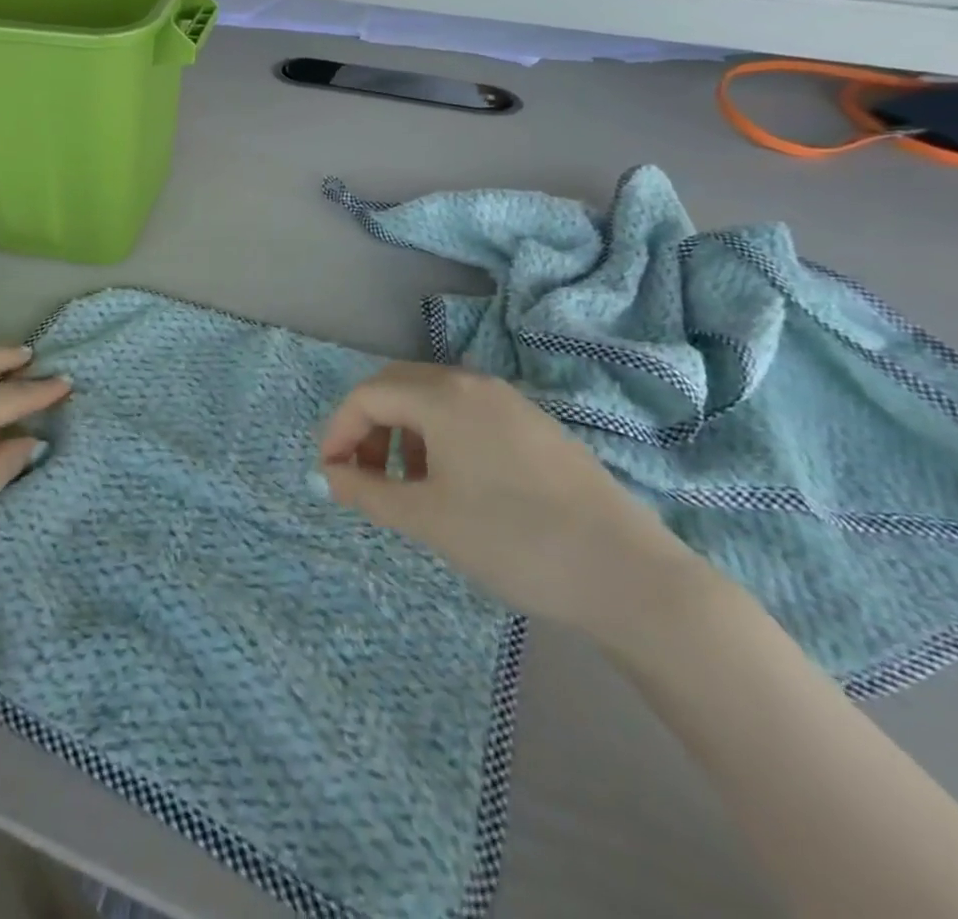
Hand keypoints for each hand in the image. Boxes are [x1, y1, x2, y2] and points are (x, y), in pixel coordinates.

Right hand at [319, 363, 707, 641]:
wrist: (627, 574)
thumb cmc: (512, 539)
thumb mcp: (426, 518)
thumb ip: (368, 491)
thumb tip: (330, 475)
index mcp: (443, 396)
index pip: (368, 396)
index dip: (338, 431)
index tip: (330, 475)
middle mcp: (474, 384)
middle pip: (398, 386)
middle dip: (368, 427)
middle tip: (362, 475)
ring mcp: (509, 402)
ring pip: (433, 400)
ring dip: (403, 432)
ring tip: (407, 485)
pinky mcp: (535, 426)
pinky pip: (467, 415)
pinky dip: (439, 438)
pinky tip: (453, 484)